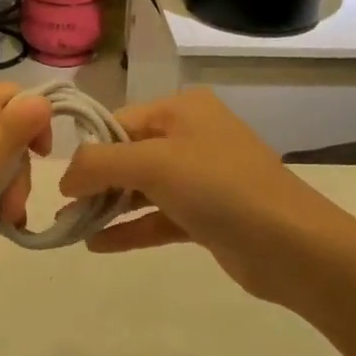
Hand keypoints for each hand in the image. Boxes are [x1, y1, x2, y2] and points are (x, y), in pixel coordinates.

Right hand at [58, 89, 337, 302]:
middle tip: (64, 210)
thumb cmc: (219, 188)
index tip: (62, 185)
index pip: (118, 123)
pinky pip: (157, 217)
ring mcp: (201, 177)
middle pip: (128, 155)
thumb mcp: (152, 164)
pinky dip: (130, 228)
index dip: (88, 152)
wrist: (293, 246)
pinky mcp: (207, 215)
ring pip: (142, 188)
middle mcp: (191, 136)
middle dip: (95, 182)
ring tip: (72, 227)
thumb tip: (65, 177)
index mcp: (181, 110)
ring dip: (109, 206)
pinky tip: (98, 245)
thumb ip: (99, 164)